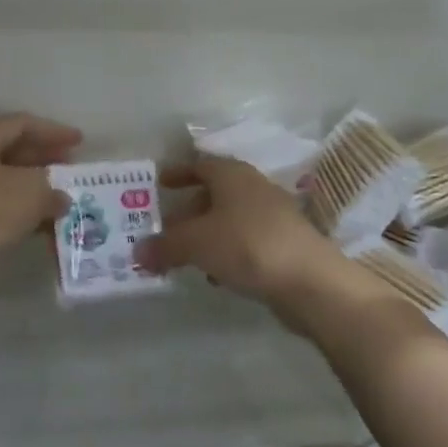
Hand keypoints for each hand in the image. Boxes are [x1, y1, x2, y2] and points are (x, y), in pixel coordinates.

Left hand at [0, 114, 82, 266]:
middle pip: (12, 149)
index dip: (53, 131)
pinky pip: (0, 204)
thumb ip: (53, 189)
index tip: (80, 141)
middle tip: (72, 166)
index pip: (21, 124)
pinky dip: (24, 209)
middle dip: (45, 157)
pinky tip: (45, 223)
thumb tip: (60, 197)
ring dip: (36, 186)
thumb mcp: (32, 192)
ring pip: (7, 179)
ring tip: (65, 196)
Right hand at [137, 155, 343, 311]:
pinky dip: (226, 252)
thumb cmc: (247, 245)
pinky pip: (245, 242)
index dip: (178, 172)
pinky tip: (215, 274)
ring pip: (229, 220)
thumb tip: (136, 253)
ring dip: (206, 235)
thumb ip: (164, 246)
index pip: (200, 164)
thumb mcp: (195, 243)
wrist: (311, 281)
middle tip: (165, 229)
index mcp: (232, 175)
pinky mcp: (284, 245)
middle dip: (188, 210)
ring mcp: (273, 217)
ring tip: (183, 256)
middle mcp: (254, 188)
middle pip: (214, 194)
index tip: (159, 183)